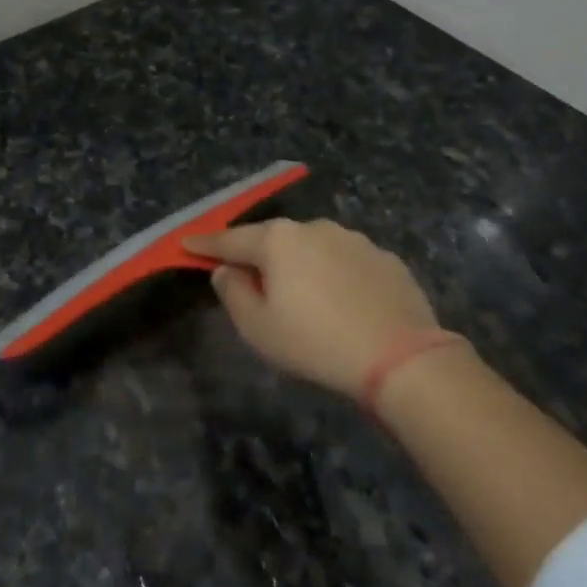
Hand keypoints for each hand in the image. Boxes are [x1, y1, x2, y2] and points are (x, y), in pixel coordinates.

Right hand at [184, 219, 441, 397]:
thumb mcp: (258, 328)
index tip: (186, 243)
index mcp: (279, 240)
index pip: (231, 239)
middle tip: (246, 275)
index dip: (206, 244)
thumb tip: (227, 270)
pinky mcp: (385, 258)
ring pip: (312, 248)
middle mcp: (315, 228)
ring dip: (299, 264)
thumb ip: (233, 293)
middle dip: (257, 254)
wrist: (400, 357)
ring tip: (300, 294)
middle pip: (274, 239)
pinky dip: (333, 275)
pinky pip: (345, 262)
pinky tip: (340, 301)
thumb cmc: (315, 342)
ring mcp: (354, 240)